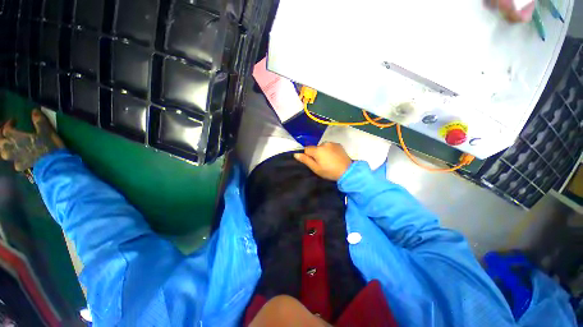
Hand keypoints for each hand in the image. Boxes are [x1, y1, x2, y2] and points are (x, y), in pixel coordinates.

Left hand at [0, 109, 64, 171]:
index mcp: (16, 138)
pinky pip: (15, 163)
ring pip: (5, 154)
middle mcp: (12, 148)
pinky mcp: (23, 166)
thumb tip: (34, 111)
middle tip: (6, 134)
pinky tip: (20, 160)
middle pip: (1, 143)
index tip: (14, 121)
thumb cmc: (49, 146)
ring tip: (11, 147)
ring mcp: (16, 159)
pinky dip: (16, 160)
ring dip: (6, 149)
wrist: (54, 164)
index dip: (9, 124)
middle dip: (2, 138)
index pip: (6, 129)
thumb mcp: (47, 131)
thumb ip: (39, 121)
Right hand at [294, 142, 351, 180]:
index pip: (307, 149)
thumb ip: (305, 160)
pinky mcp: (339, 144)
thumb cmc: (329, 171)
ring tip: (329, 160)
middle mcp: (324, 144)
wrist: (347, 171)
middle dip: (316, 153)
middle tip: (322, 163)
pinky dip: (330, 150)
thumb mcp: (316, 168)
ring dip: (323, 151)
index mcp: (317, 150)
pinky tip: (334, 157)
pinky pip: (330, 146)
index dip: (308, 156)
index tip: (313, 162)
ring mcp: (332, 143)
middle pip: (315, 148)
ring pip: (323, 146)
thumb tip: (296, 154)